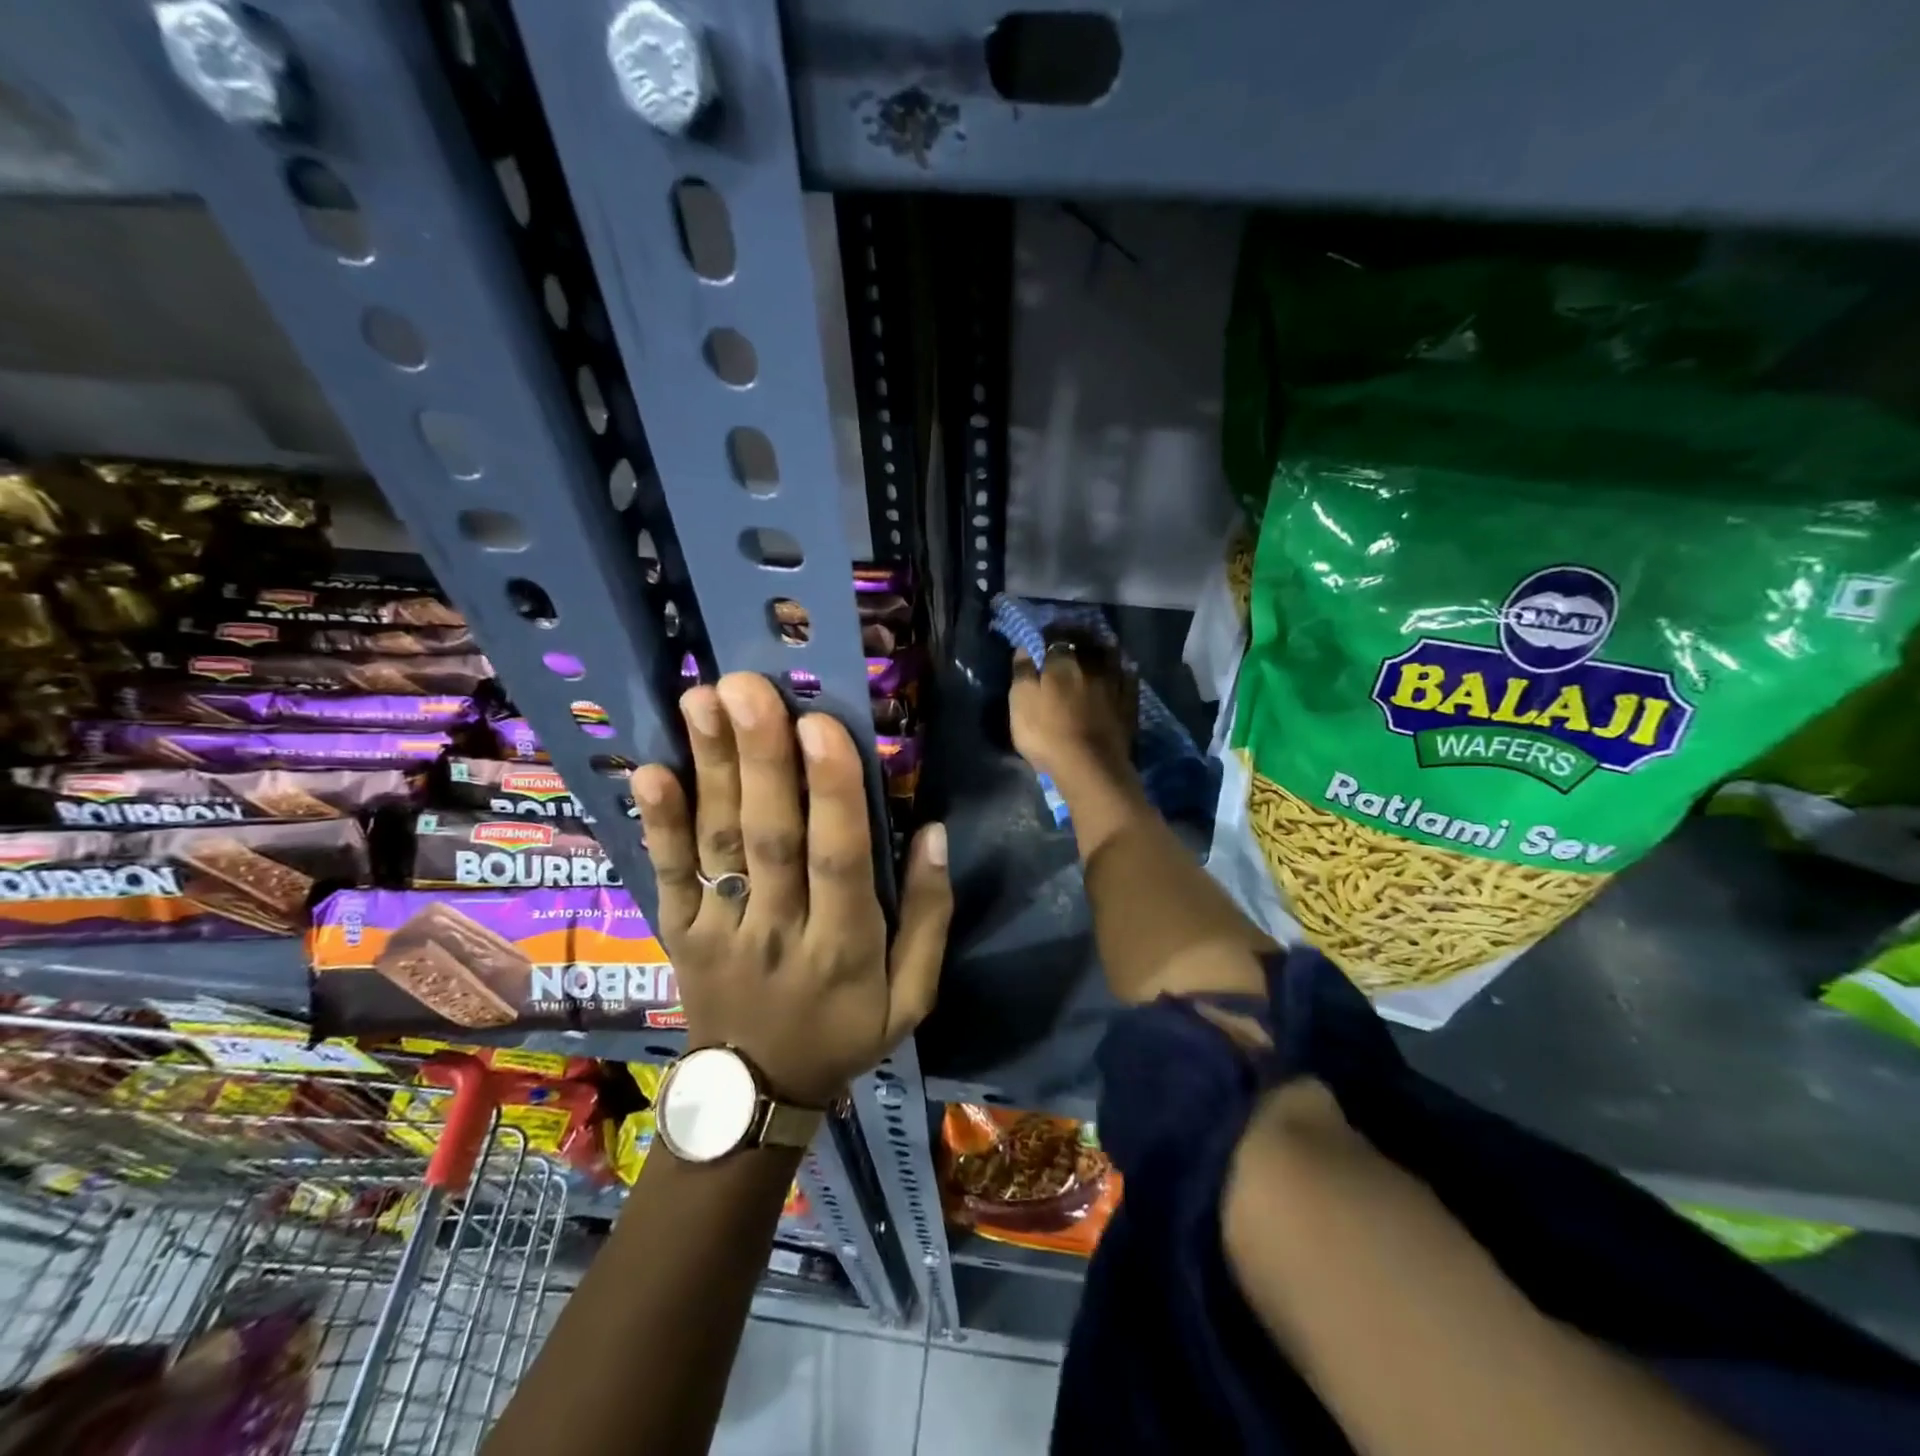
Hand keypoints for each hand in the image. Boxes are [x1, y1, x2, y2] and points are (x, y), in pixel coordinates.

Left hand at [629, 672, 951, 1107]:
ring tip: (703, 699)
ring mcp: (720, 931)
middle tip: (749, 687)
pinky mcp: (679, 932)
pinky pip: (668, 874)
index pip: (839, 861)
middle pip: (769, 838)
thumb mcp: (912, 996)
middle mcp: (779, 932)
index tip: (822, 724)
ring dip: (710, 768)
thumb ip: (928, 916)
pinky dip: (657, 824)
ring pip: (718, 842)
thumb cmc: (844, 1032)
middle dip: (761, 758)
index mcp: (844, 948)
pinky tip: (649, 771)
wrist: (754, 1095)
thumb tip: (933, 832)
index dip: (833, 794)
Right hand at [1009, 632, 1137, 787]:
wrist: (1089, 765)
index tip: (1043, 635)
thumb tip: (1024, 648)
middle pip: (1086, 643)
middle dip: (1078, 636)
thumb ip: (1022, 673)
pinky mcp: (1129, 703)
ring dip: (1103, 648)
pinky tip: (1124, 669)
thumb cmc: (1047, 734)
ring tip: (1098, 647)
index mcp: (1061, 664)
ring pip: (1111, 656)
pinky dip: (1124, 670)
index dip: (1049, 635)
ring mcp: (1113, 684)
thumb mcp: (1021, 703)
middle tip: (1071, 636)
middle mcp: (1090, 666)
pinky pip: (1129, 678)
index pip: (1055, 639)